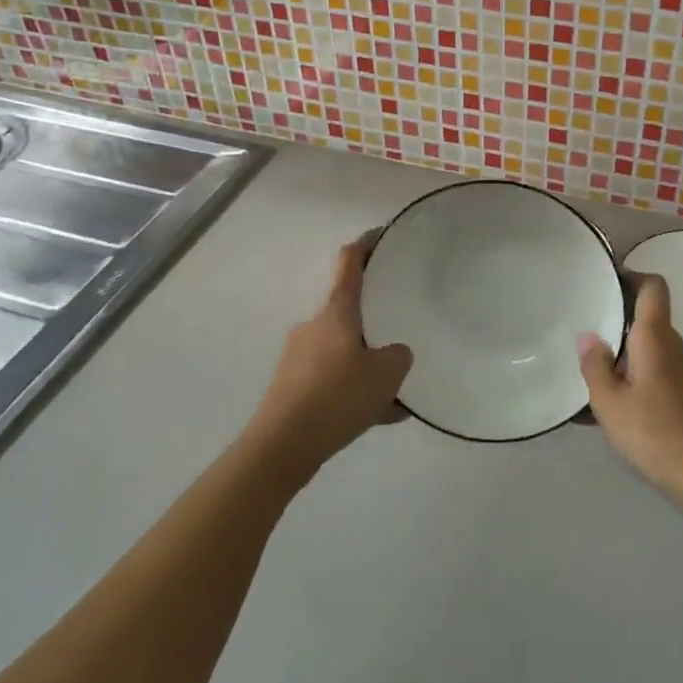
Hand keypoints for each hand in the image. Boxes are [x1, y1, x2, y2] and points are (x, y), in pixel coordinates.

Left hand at [247, 236, 413, 476]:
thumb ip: (399, 356)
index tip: (383, 235)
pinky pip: (334, 380)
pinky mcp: (293, 387)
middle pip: (349, 311)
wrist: (281, 446)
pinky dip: (355, 390)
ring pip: (344, 351)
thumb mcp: (387, 374)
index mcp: (336, 312)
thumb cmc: (337, 396)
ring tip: (397, 391)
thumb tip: (395, 353)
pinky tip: (380, 416)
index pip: (350, 262)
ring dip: (368, 364)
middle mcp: (314, 326)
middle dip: (375, 320)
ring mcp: (300, 357)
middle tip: (401, 331)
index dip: (367, 244)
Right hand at [578, 274, 682, 502]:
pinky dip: (633, 370)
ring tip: (590, 363)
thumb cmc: (653, 432)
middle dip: (617, 315)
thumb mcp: (610, 402)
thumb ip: (595, 365)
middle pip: (647, 315)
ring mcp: (682, 369)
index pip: (653, 287)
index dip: (632, 275)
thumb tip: (588, 335)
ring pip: (649, 344)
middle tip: (584, 323)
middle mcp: (672, 345)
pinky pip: (654, 366)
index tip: (606, 280)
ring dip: (623, 347)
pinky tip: (612, 396)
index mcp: (655, 337)